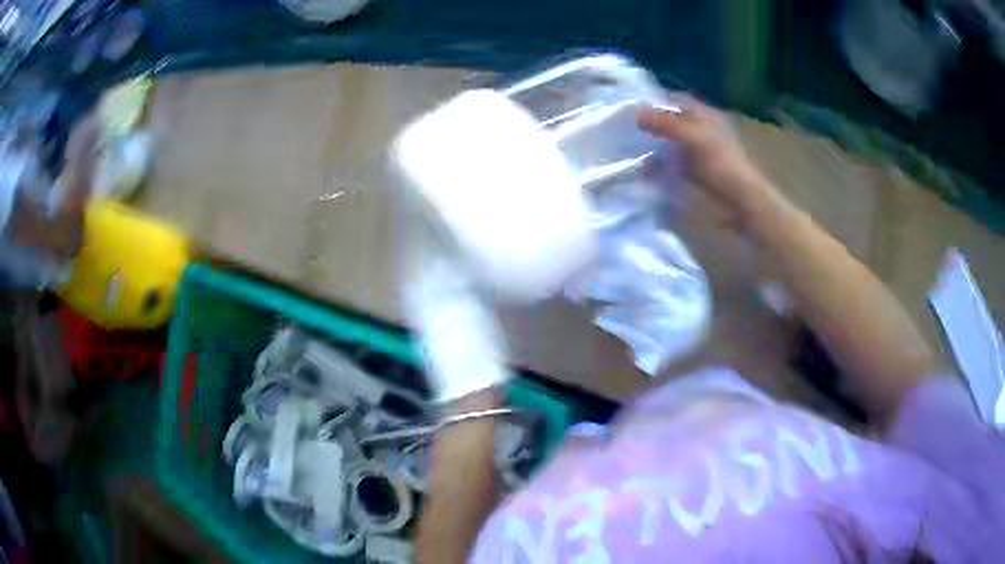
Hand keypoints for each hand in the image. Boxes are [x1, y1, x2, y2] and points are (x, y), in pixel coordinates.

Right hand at [639, 93, 778, 225]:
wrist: (740, 201)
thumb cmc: (722, 163)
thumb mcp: (693, 137)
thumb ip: (665, 123)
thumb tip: (635, 112)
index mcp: (705, 116)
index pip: (676, 100)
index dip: (655, 102)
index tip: (631, 109)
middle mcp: (700, 130)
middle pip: (670, 122)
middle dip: (650, 126)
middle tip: (624, 131)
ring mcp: (697, 153)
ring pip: (668, 144)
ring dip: (652, 148)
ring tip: (628, 152)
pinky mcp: (694, 173)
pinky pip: (671, 165)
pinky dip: (658, 167)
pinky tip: (643, 172)